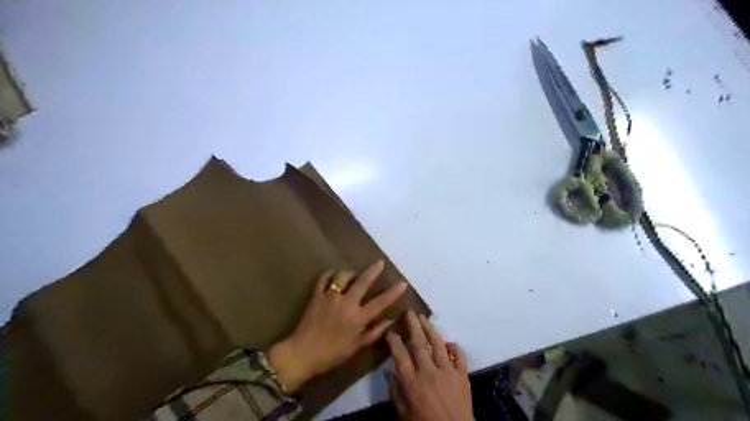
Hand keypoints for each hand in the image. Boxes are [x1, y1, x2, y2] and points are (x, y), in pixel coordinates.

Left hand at [269, 259, 407, 393]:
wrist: (302, 354)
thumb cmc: (332, 354)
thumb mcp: (356, 346)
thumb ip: (374, 332)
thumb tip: (390, 321)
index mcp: (358, 318)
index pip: (380, 302)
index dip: (393, 292)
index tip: (402, 283)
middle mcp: (346, 303)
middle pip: (362, 282)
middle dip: (373, 271)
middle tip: (380, 263)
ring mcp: (330, 297)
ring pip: (343, 276)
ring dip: (351, 273)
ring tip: (354, 275)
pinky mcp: (316, 295)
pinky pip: (324, 278)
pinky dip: (330, 274)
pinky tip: (335, 274)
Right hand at [387, 311, 472, 420]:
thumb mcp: (404, 415)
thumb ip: (395, 392)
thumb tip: (388, 371)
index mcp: (412, 383)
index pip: (400, 355)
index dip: (394, 340)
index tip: (391, 330)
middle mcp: (428, 372)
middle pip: (419, 343)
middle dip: (413, 325)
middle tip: (409, 312)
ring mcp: (447, 372)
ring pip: (438, 344)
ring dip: (431, 329)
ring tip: (425, 318)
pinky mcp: (462, 375)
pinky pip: (459, 356)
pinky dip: (454, 346)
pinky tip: (448, 342)